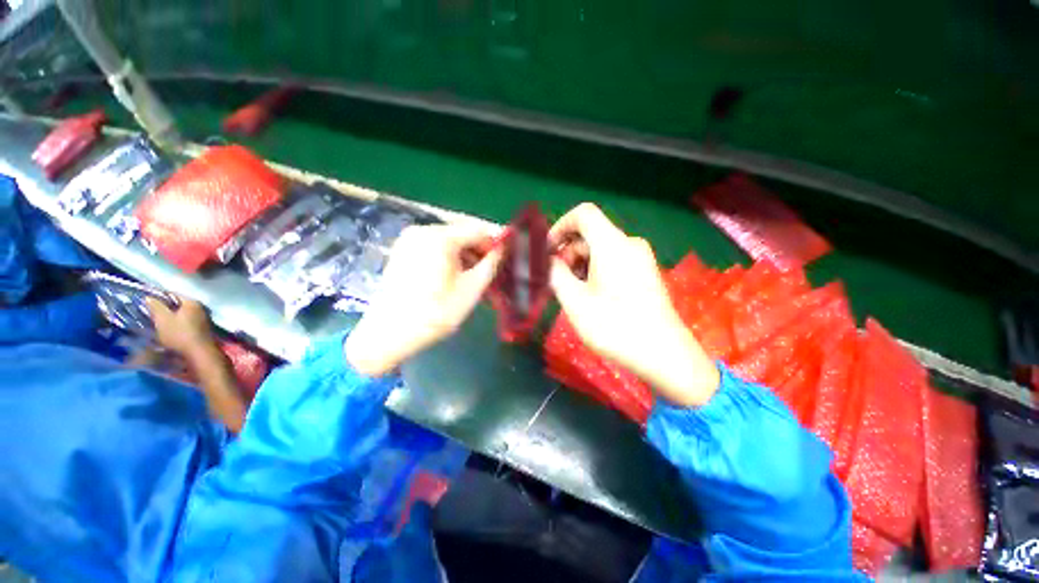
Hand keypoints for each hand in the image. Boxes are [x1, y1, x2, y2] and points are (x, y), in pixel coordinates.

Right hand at [146, 297, 216, 357]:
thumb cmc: (180, 335)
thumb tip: (149, 297)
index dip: (158, 297)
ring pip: (181, 317)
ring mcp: (203, 321)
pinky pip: (185, 326)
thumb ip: (156, 307)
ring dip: (168, 320)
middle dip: (163, 310)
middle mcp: (201, 310)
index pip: (173, 295)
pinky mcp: (202, 332)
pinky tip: (166, 334)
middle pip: (178, 307)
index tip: (145, 302)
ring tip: (154, 325)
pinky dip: (175, 328)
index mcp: (193, 303)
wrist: (199, 355)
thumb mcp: (163, 319)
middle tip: (148, 315)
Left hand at [345, 223, 501, 376]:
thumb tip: (502, 248)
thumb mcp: (471, 289)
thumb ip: (491, 264)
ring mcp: (409, 240)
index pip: (477, 229)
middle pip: (462, 233)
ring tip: (476, 276)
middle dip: (480, 249)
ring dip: (466, 255)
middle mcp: (422, 230)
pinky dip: (450, 257)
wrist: (388, 333)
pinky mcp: (403, 251)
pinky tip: (456, 275)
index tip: (506, 257)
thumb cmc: (435, 313)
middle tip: (492, 270)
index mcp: (440, 237)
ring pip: (449, 240)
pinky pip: (434, 247)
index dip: (495, 241)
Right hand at [549, 204, 719, 406]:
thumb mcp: (575, 300)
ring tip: (573, 293)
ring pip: (601, 249)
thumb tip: (548, 260)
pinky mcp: (645, 273)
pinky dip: (596, 270)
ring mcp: (640, 259)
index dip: (560, 226)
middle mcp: (629, 244)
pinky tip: (592, 296)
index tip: (547, 250)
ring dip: (580, 264)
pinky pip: (614, 260)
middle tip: (557, 280)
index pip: (583, 214)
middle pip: (590, 234)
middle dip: (568, 252)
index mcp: (612, 244)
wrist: (664, 355)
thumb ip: (555, 274)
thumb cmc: (614, 326)